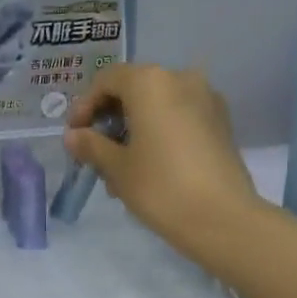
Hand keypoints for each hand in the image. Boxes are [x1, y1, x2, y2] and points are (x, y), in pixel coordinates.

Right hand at [63, 63, 267, 266]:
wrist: (223, 218)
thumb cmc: (160, 186)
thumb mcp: (116, 167)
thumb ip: (91, 146)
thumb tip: (73, 136)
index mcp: (151, 82)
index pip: (107, 80)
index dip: (84, 105)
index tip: (75, 135)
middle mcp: (181, 79)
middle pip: (134, 89)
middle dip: (110, 117)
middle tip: (94, 151)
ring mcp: (206, 99)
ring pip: (157, 105)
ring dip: (133, 128)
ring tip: (119, 166)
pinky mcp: (221, 123)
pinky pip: (178, 117)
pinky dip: (158, 132)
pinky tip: (148, 165)